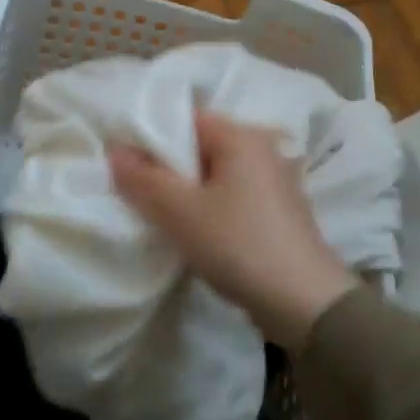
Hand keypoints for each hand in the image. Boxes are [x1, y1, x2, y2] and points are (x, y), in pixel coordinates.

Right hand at [109, 111, 355, 350]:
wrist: (303, 301)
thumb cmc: (238, 245)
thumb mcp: (180, 212)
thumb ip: (144, 179)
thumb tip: (116, 149)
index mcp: (242, 136)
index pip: (187, 118)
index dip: (152, 136)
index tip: (126, 164)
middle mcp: (263, 148)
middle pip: (202, 145)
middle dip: (169, 166)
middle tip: (138, 192)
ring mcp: (276, 179)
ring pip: (218, 173)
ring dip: (190, 190)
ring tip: (162, 214)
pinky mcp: (280, 209)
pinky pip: (235, 194)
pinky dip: (213, 205)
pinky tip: (198, 231)